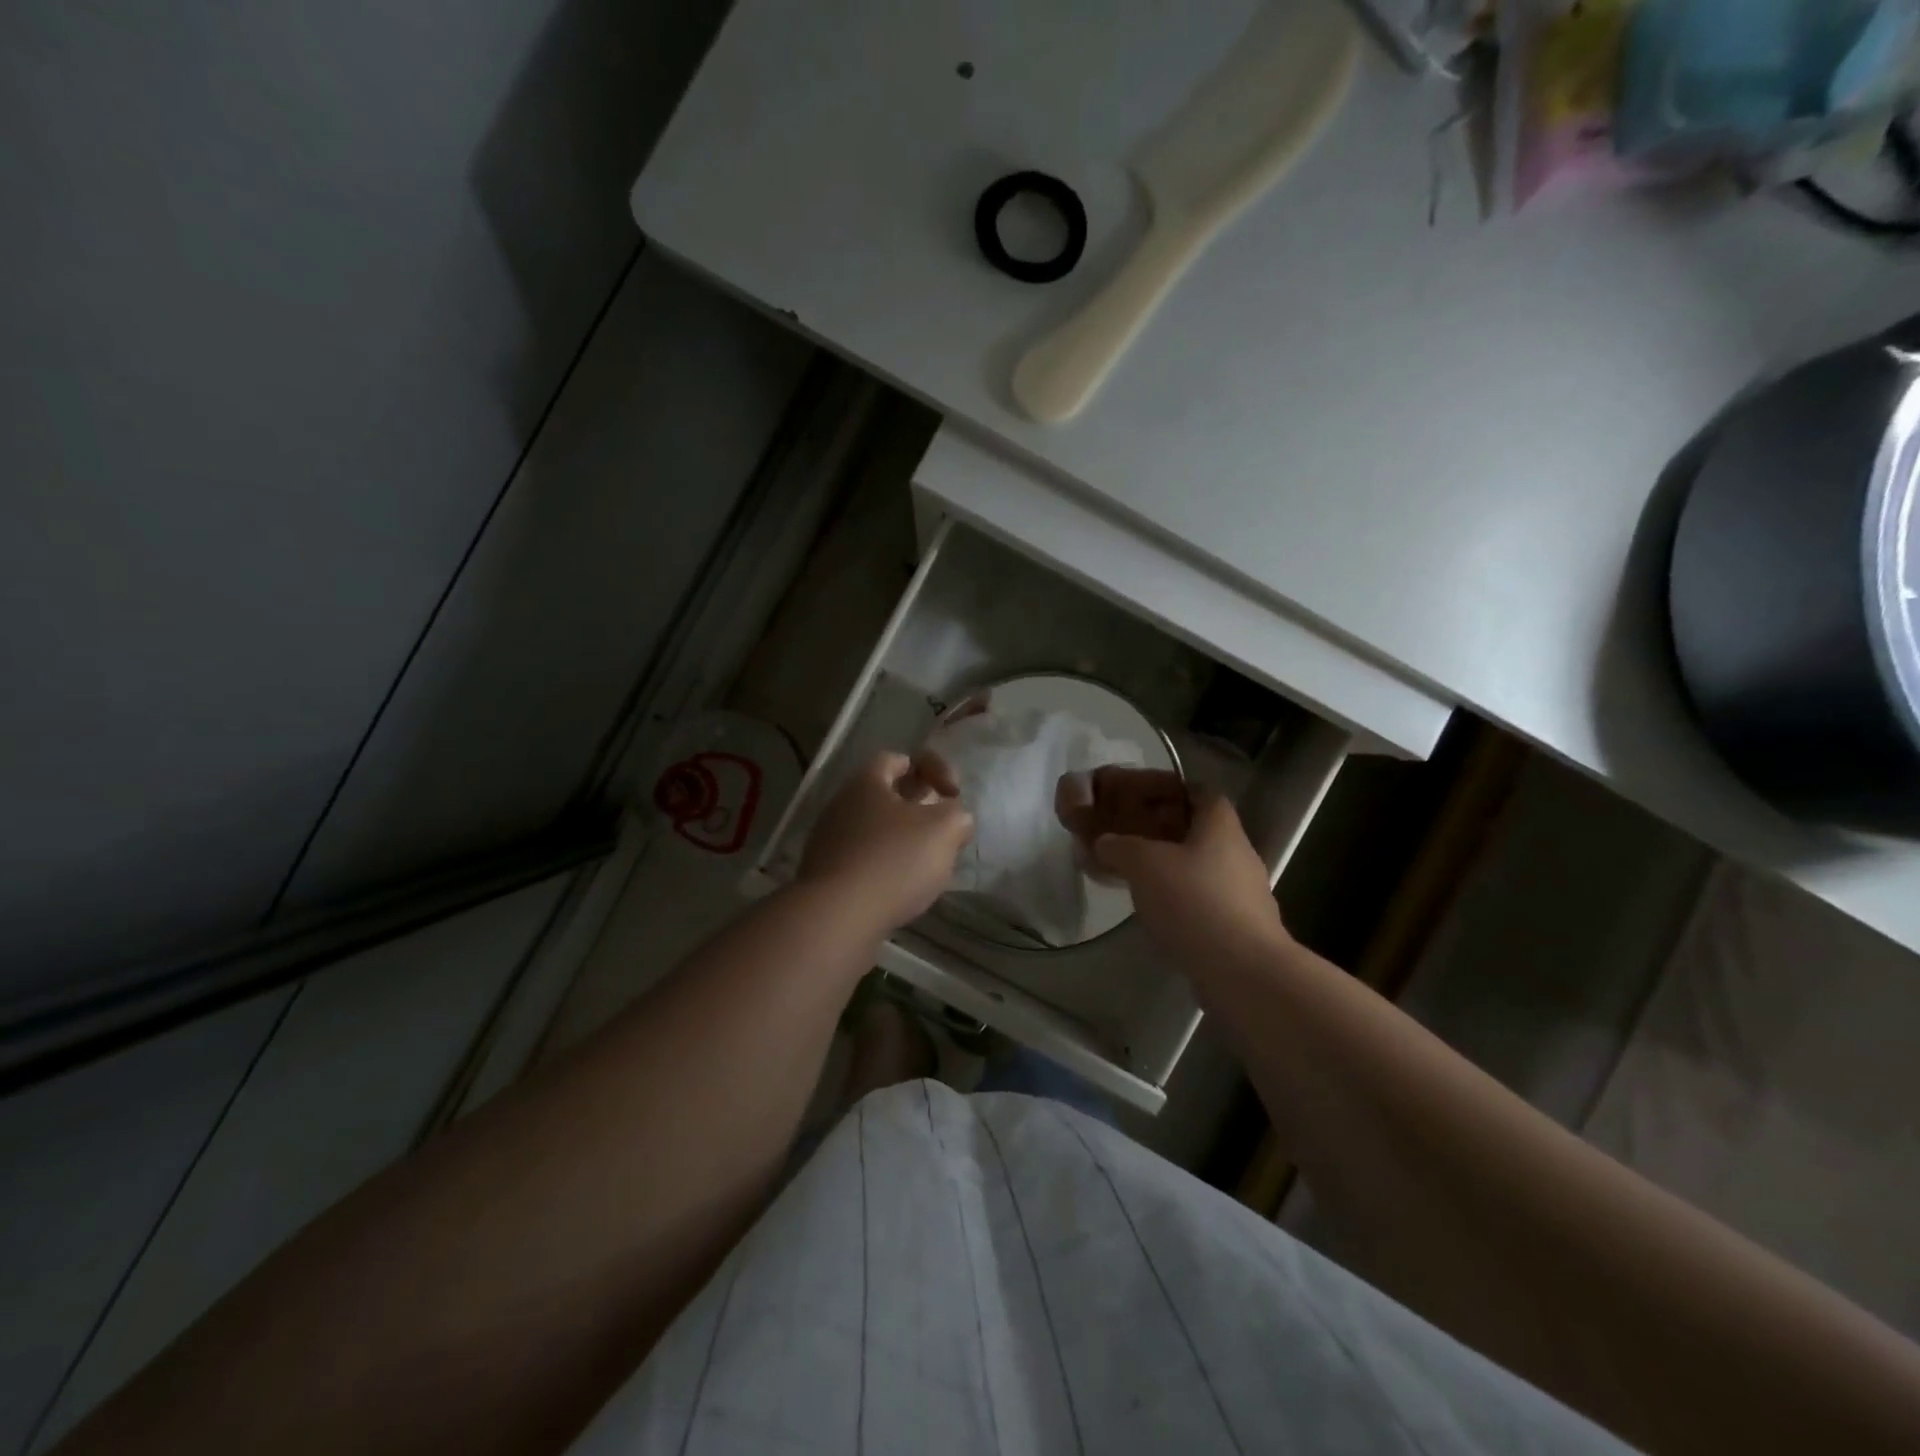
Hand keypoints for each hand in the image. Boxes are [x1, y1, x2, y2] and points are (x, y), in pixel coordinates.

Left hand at [797, 750, 973, 935]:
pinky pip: (863, 860)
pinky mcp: (826, 875)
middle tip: (943, 830)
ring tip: (927, 865)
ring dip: (903, 841)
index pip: (898, 759)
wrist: (837, 917)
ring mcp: (828, 841)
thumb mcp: (943, 829)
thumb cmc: (894, 860)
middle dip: (919, 809)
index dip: (932, 767)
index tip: (953, 793)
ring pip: (875, 830)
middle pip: (886, 796)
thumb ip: (956, 815)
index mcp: (866, 782)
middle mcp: (841, 804)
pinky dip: (885, 868)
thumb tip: (955, 818)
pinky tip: (902, 889)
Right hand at [1073, 772, 1287, 960]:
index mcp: (1221, 826)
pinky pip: (1206, 901)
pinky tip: (1158, 912)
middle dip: (1166, 831)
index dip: (1174, 789)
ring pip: (1203, 868)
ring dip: (1173, 868)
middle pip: (1201, 831)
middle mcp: (1239, 853)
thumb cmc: (1194, 901)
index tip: (1143, 797)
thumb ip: (1120, 846)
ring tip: (1137, 877)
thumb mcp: (1144, 864)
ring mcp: (1245, 893)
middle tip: (1130, 838)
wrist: (1242, 970)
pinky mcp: (1241, 927)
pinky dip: (1182, 900)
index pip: (1202, 792)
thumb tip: (1105, 841)